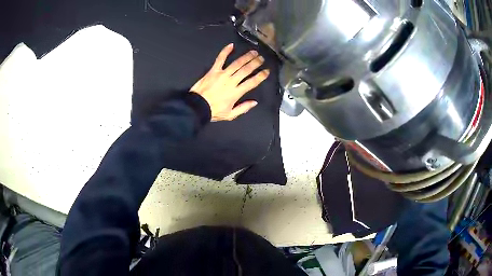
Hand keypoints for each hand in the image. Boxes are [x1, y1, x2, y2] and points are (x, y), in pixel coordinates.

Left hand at [190, 43, 269, 121]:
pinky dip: (225, 51)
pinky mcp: (213, 70)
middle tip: (261, 58)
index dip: (261, 76)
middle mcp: (231, 81)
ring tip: (253, 52)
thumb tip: (254, 102)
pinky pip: (220, 59)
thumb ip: (243, 108)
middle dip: (255, 63)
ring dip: (246, 57)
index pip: (252, 82)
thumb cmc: (213, 111)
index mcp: (236, 92)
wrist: (196, 107)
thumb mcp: (230, 115)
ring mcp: (222, 74)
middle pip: (246, 70)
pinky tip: (231, 45)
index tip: (267, 71)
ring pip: (237, 63)